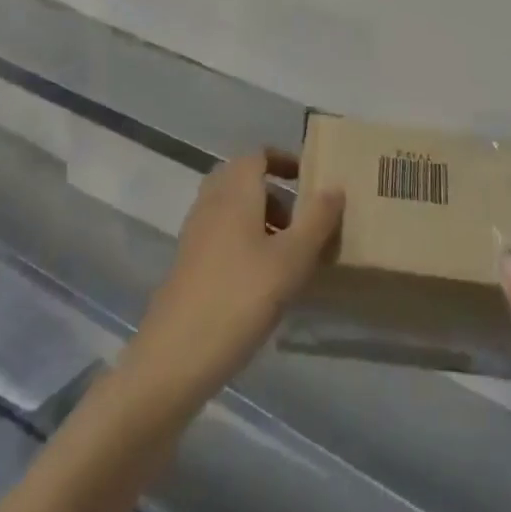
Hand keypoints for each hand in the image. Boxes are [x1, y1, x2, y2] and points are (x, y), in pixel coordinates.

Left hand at [123, 149, 343, 414]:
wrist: (175, 356)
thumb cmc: (240, 297)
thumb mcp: (292, 259)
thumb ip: (317, 220)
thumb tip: (335, 186)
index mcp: (235, 191)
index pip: (257, 155)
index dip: (283, 160)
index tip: (308, 178)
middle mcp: (211, 203)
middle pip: (242, 179)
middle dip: (273, 192)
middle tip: (301, 217)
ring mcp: (195, 234)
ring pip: (231, 209)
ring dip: (260, 219)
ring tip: (289, 253)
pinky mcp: (188, 265)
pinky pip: (221, 235)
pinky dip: (244, 242)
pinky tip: (264, 280)